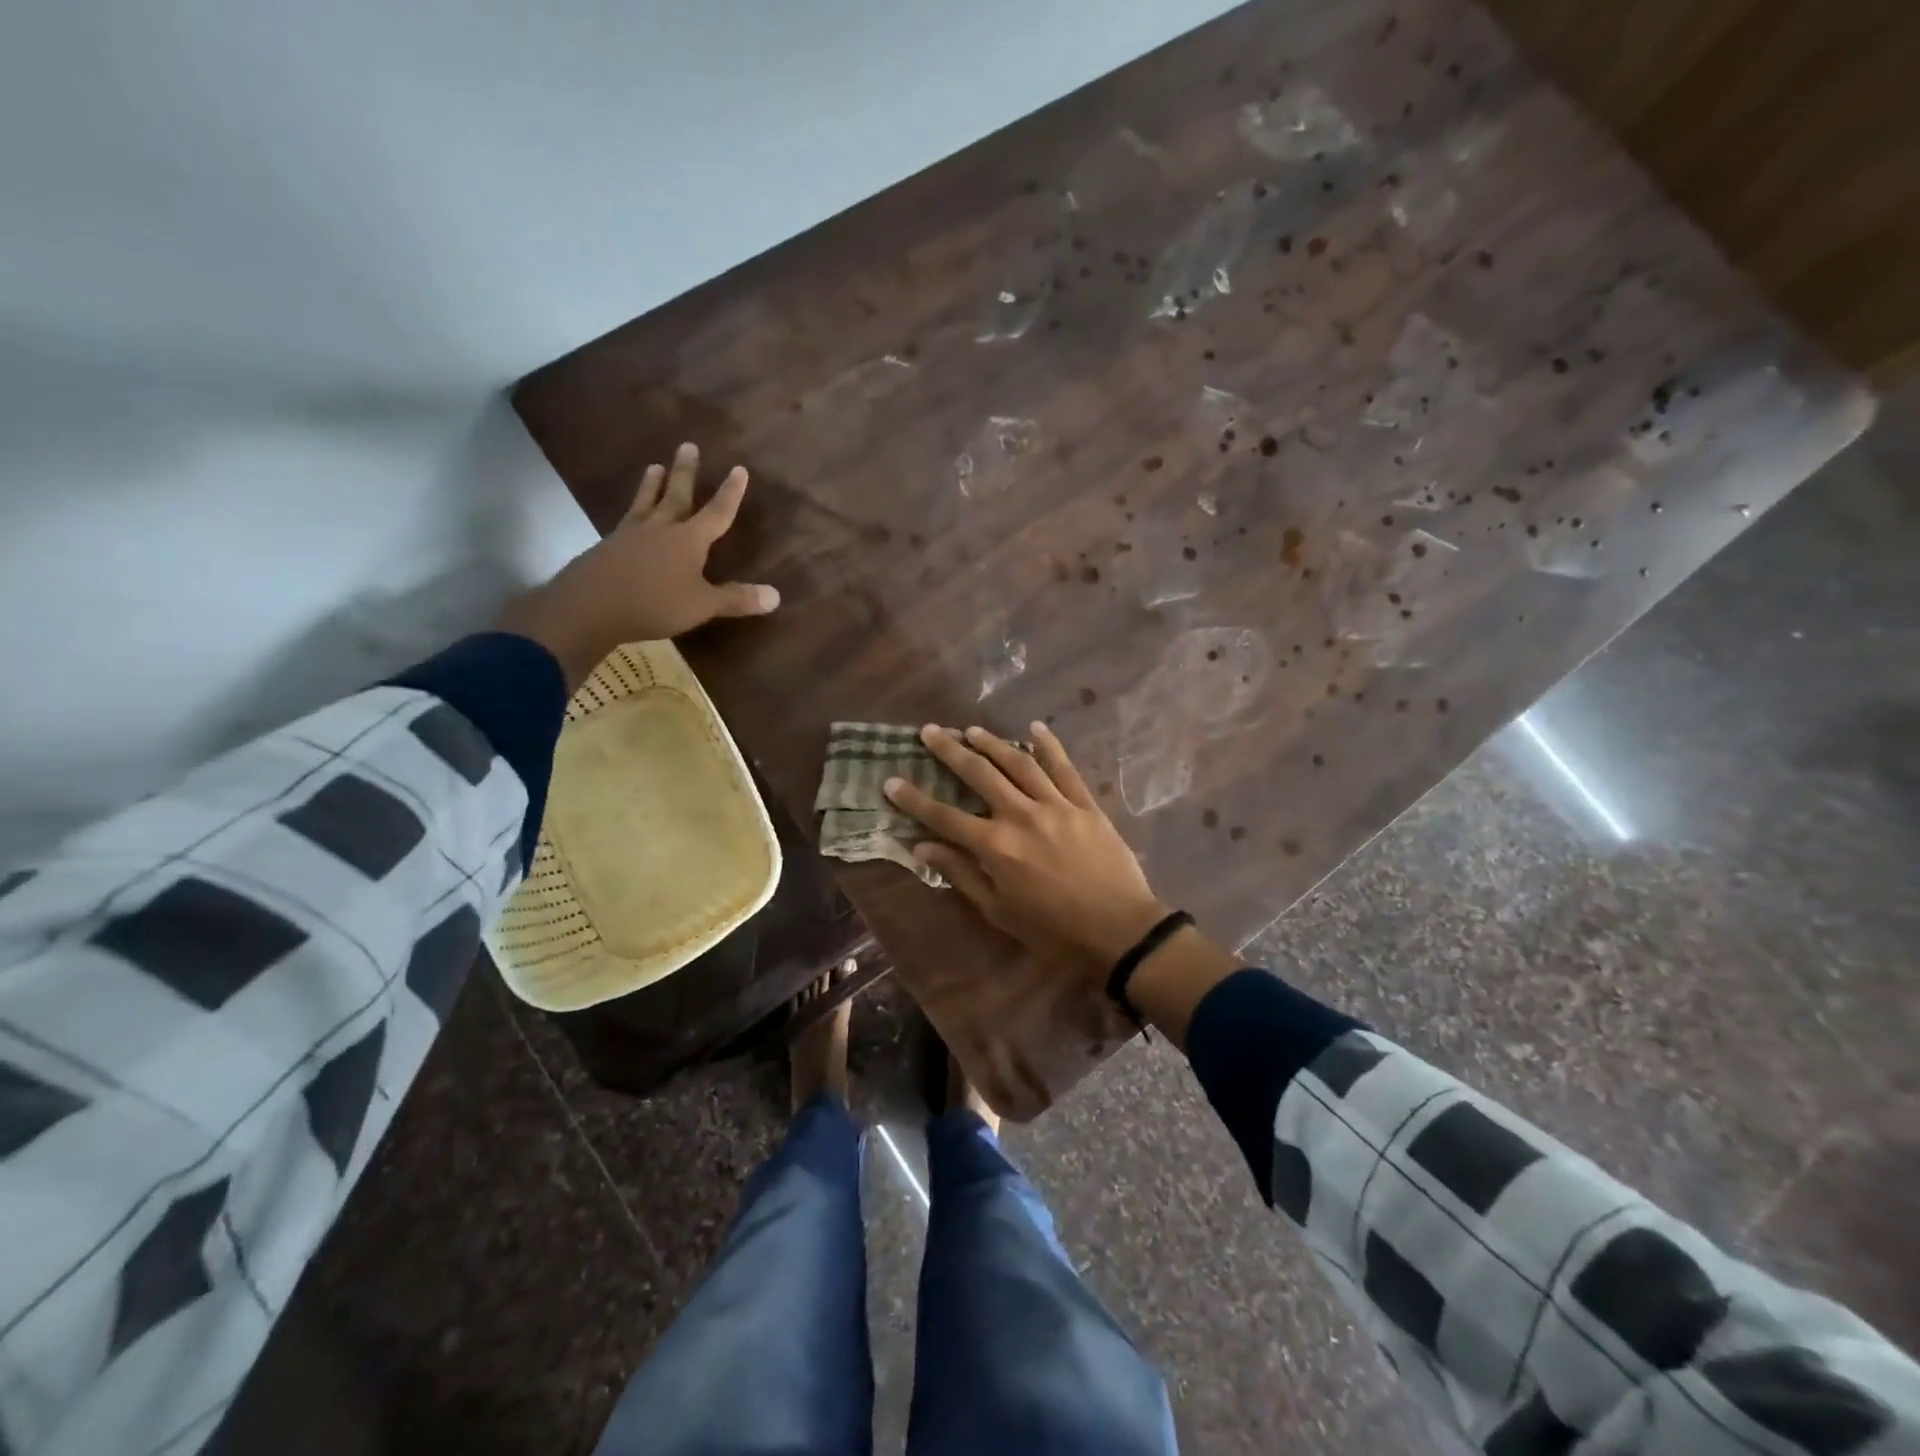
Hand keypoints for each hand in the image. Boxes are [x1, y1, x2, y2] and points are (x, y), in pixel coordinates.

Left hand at [497, 442, 778, 688]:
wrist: (589, 606)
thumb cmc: (654, 603)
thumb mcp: (702, 605)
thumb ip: (736, 599)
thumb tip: (776, 596)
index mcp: (688, 540)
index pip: (716, 512)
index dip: (730, 493)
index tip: (739, 469)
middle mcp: (660, 529)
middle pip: (677, 495)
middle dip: (685, 472)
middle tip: (688, 445)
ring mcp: (630, 535)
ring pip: (646, 503)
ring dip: (652, 485)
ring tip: (654, 467)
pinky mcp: (608, 547)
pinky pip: (626, 522)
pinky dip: (632, 513)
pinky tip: (629, 518)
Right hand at [883, 723, 1169, 964]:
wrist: (1119, 930)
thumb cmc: (1054, 931)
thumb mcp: (999, 912)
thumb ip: (962, 875)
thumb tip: (923, 848)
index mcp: (996, 846)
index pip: (944, 816)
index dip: (914, 799)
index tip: (891, 780)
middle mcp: (1020, 816)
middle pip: (979, 775)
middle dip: (950, 751)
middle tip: (929, 731)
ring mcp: (1056, 805)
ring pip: (1018, 764)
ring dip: (992, 743)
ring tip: (971, 729)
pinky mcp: (1085, 804)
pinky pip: (1064, 768)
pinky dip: (1049, 746)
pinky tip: (1035, 728)